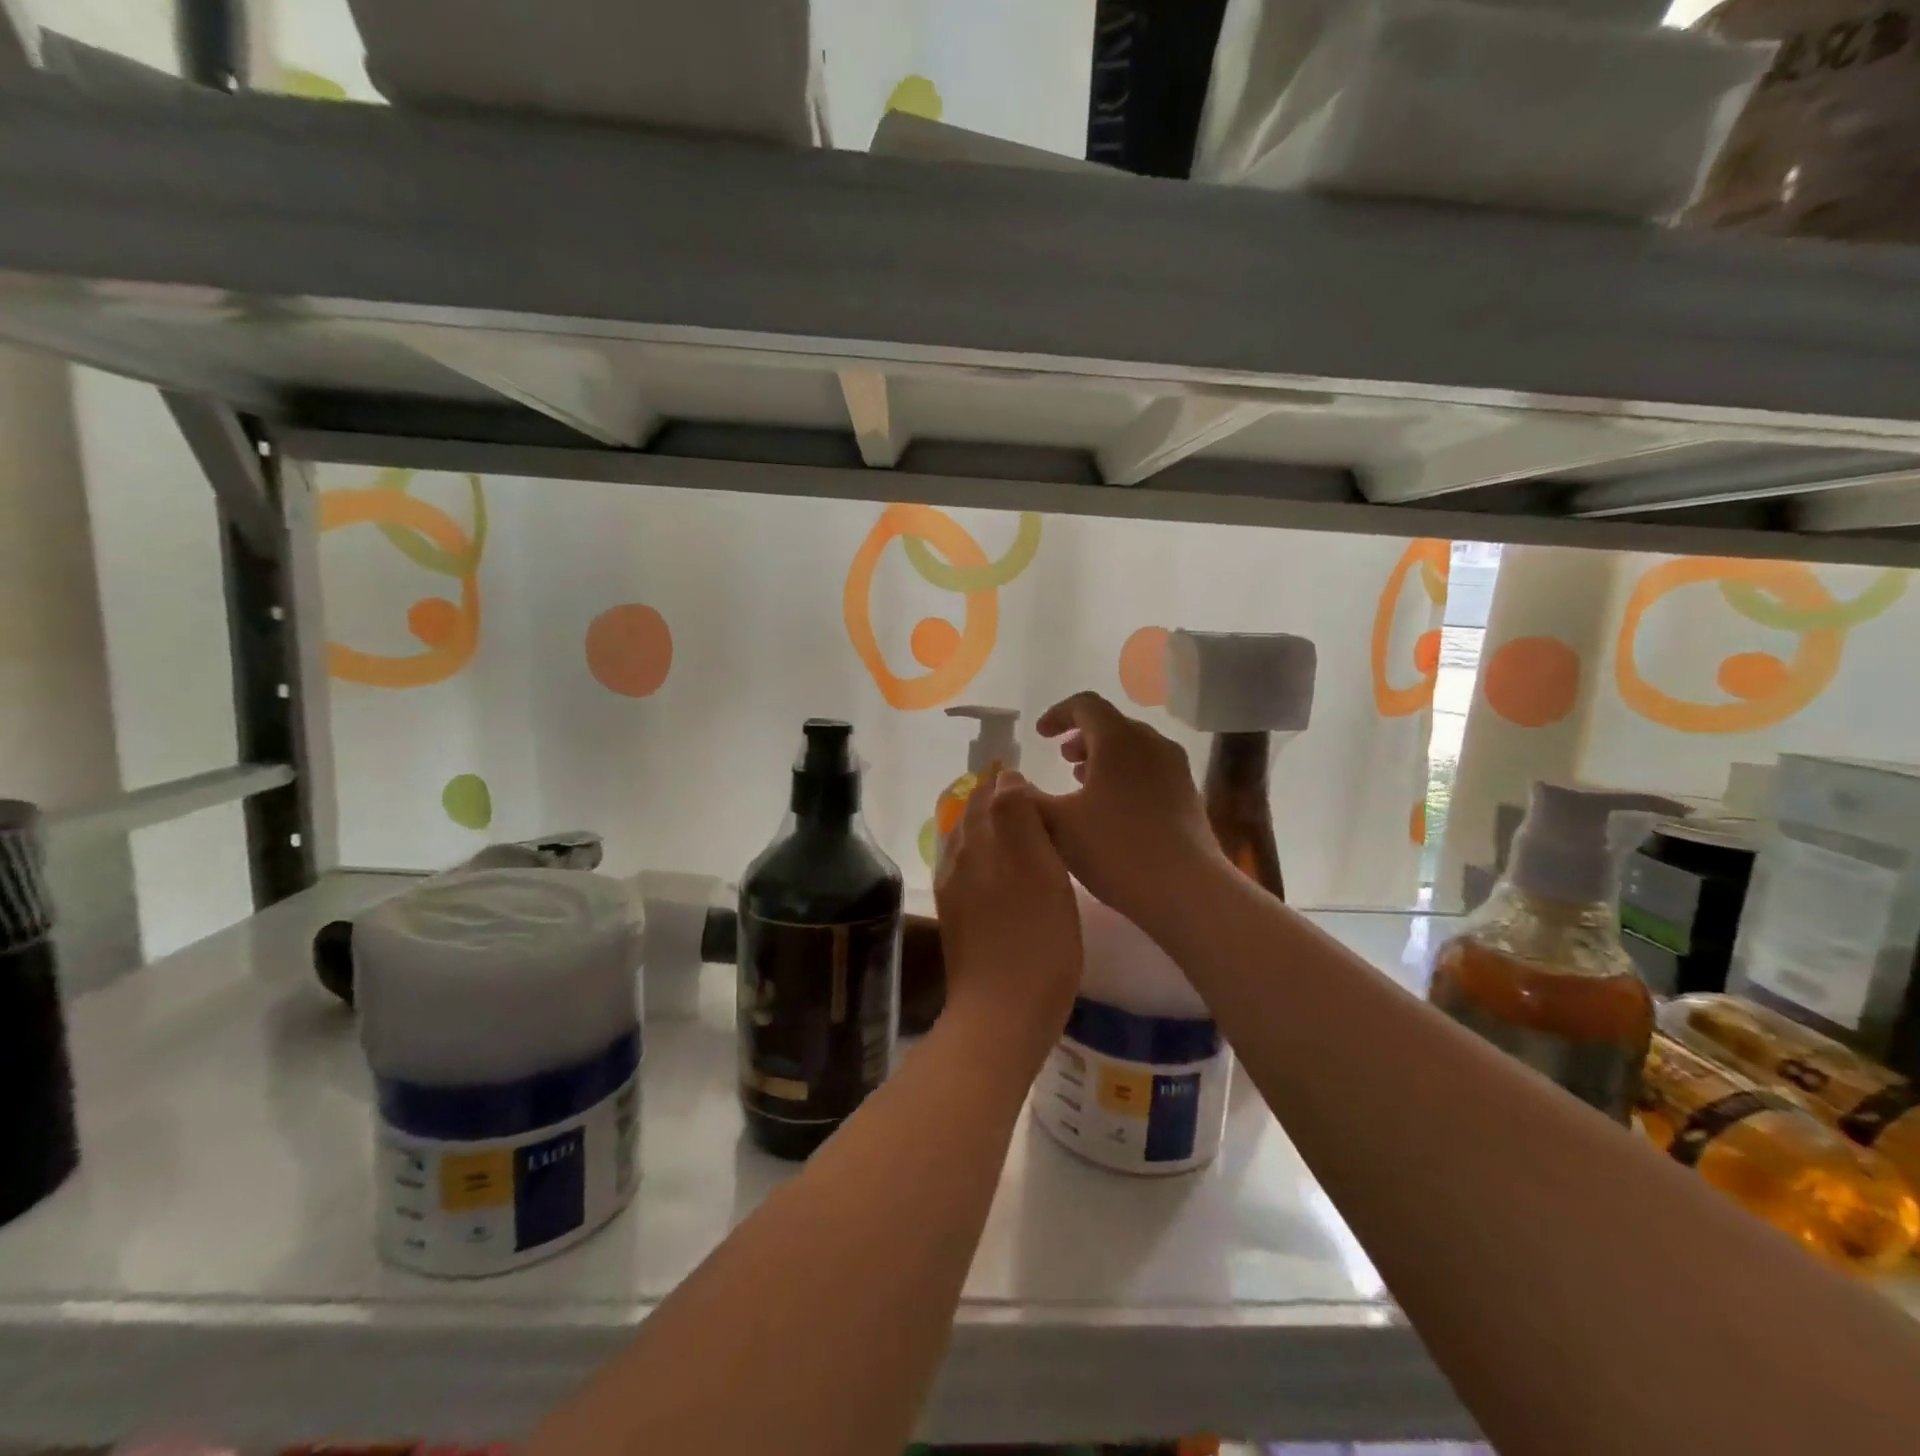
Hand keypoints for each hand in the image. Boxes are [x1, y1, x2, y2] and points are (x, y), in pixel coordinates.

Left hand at [933, 770, 1082, 1062]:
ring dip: (987, 826)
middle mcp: (959, 859)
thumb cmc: (1036, 940)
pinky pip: (967, 870)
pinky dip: (984, 855)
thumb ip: (1018, 818)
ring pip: (968, 842)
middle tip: (1025, 795)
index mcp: (980, 842)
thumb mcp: (1039, 869)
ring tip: (1017, 827)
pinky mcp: (958, 919)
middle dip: (993, 799)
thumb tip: (1006, 780)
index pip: (989, 793)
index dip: (1007, 780)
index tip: (1029, 774)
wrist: (1001, 1013)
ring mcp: (954, 891)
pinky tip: (1003, 870)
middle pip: (973, 815)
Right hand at [1032, 691, 1222, 935]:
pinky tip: (1113, 811)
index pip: (1085, 705)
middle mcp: (1151, 743)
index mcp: (1118, 739)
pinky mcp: (1188, 794)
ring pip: (1133, 748)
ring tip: (1083, 784)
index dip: (1058, 714)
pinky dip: (1125, 775)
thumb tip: (1009, 782)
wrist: (1186, 889)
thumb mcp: (1058, 825)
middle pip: (1112, 724)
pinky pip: (1150, 769)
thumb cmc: (1115, 848)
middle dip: (1082, 737)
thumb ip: (1026, 799)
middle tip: (1062, 759)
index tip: (1040, 735)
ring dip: (1104, 758)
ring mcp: (1175, 768)